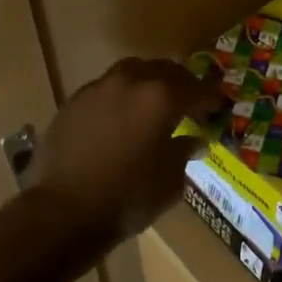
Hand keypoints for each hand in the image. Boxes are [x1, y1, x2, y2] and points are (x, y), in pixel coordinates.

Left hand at [33, 57, 218, 240]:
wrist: (63, 212)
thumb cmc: (128, 198)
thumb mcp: (170, 180)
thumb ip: (185, 151)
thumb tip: (196, 140)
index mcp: (161, 97)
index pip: (196, 89)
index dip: (211, 98)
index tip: (218, 107)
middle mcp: (130, 81)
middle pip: (164, 70)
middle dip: (181, 84)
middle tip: (189, 102)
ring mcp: (98, 88)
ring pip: (132, 72)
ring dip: (148, 84)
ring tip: (153, 105)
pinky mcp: (74, 102)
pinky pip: (106, 89)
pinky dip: (121, 98)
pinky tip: (121, 119)